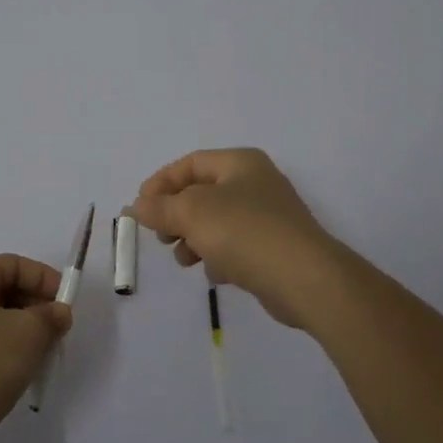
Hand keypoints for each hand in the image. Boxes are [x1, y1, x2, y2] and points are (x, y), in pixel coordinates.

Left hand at [0, 255, 72, 442]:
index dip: (45, 280)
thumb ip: (49, 318)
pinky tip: (15, 378)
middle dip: (35, 310)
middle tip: (57, 335)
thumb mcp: (25, 336)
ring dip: (21, 336)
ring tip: (40, 359)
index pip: (14, 265)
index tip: (67, 305)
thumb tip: (58, 312)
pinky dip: (3, 356)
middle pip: (3, 292)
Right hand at [132, 148, 350, 328]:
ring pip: (217, 222)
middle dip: (176, 215)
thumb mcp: (192, 213)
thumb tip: (136, 206)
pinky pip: (236, 246)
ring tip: (185, 260)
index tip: (140, 208)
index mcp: (240, 162)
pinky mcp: (275, 248)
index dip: (161, 183)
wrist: (306, 279)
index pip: (190, 163)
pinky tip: (215, 274)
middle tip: (162, 237)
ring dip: (194, 239)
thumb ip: (160, 208)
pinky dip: (219, 256)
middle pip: (202, 193)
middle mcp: (256, 182)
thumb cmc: (245, 232)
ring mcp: (269, 216)